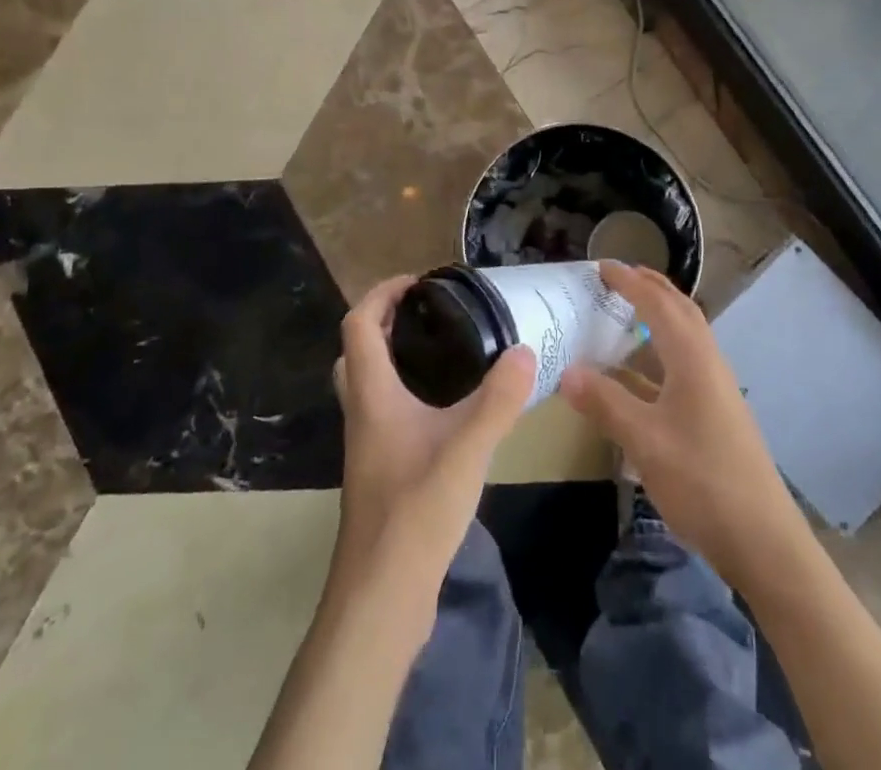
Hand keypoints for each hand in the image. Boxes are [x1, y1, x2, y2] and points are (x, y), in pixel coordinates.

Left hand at [332, 275, 535, 602]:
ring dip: (391, 357)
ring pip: (367, 384)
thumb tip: (523, 350)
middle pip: (356, 351)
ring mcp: (366, 445)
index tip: (418, 282)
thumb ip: (498, 399)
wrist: (380, 597)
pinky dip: (404, 393)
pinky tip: (444, 411)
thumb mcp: (467, 449)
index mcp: (371, 395)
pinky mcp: (378, 472)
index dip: (382, 293)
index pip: (358, 323)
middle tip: (426, 314)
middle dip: (383, 321)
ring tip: (440, 352)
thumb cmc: (415, 511)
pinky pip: (383, 412)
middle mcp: (361, 413)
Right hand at [561, 262, 801, 589]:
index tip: (601, 266)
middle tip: (617, 276)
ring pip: (685, 337)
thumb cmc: (702, 480)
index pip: (658, 304)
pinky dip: (658, 353)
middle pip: (680, 311)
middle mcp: (708, 364)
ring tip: (625, 311)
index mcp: (693, 359)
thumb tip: (566, 372)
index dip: (630, 282)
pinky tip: (635, 375)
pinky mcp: (715, 414)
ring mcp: (715, 390)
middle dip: (650, 287)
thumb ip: (605, 403)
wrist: (764, 542)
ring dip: (657, 316)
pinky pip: (683, 364)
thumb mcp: (644, 441)